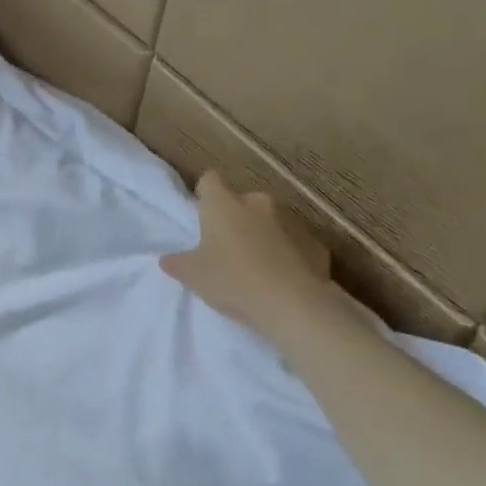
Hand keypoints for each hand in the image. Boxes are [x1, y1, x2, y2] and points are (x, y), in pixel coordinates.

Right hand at [159, 174, 350, 342]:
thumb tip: (168, 259)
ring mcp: (293, 220)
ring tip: (255, 266)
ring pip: (270, 220)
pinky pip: (295, 242)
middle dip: (235, 218)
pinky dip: (287, 253)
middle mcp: (259, 203)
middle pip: (242, 201)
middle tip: (225, 248)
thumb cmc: (233, 281)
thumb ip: (177, 263)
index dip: (204, 194)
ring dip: (262, 235)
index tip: (202, 214)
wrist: (294, 305)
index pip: (210, 180)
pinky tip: (282, 278)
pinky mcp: (317, 243)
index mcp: (224, 205)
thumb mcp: (192, 276)